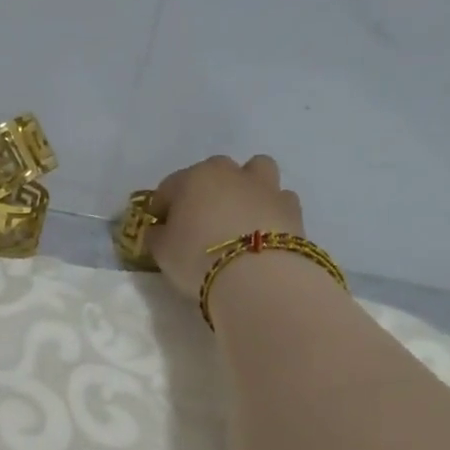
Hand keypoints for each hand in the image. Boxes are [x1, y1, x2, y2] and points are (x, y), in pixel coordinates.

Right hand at [148, 154, 304, 299]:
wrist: (258, 277)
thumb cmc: (198, 258)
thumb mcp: (162, 251)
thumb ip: (156, 236)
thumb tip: (158, 230)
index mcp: (193, 177)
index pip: (168, 188)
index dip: (160, 209)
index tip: (159, 230)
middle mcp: (230, 173)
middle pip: (213, 173)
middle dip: (205, 192)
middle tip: (199, 223)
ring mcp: (266, 187)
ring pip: (256, 172)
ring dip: (247, 187)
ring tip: (240, 217)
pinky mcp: (293, 208)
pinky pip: (279, 199)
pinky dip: (271, 210)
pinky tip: (264, 233)